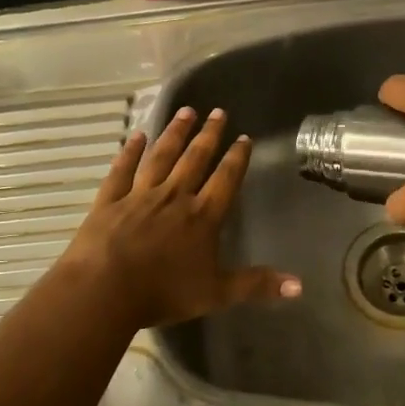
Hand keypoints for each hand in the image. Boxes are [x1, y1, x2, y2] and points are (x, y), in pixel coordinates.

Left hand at [57, 106, 300, 330]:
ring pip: (161, 157)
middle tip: (218, 112)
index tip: (244, 137)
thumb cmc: (163, 292)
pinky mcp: (110, 200)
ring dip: (175, 133)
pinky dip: (130, 152)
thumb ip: (256, 285)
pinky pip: (122, 170)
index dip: (236, 158)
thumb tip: (300, 285)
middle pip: (195, 159)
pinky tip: (137, 136)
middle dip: (208, 135)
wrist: (104, 289)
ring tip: (186, 111)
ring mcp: (139, 195)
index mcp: (202, 217)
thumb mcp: (216, 293)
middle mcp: (174, 197)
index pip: (225, 180)